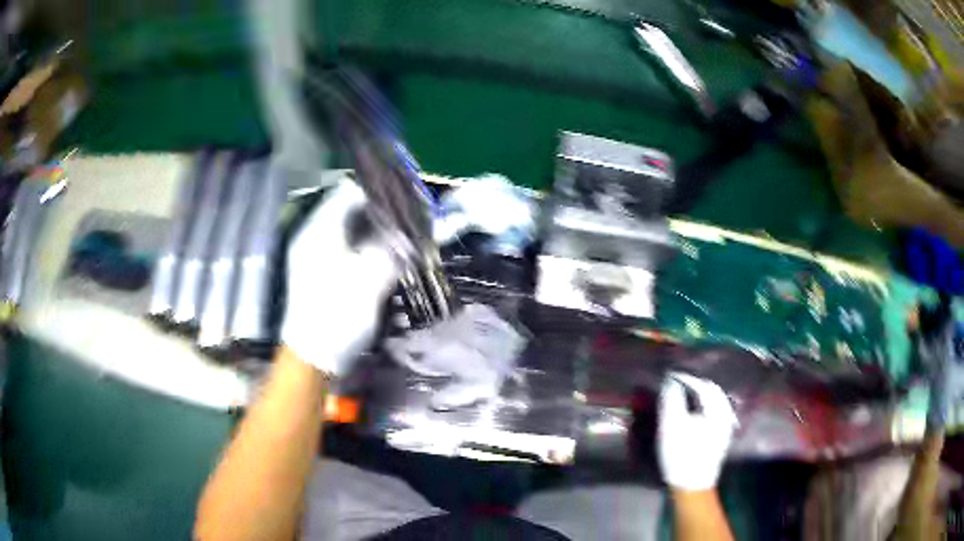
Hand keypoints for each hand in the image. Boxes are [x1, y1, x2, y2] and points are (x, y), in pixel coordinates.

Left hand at [280, 178, 397, 376]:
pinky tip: (384, 256)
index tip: (406, 201)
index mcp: (321, 229)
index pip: (351, 190)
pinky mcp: (320, 271)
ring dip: (375, 230)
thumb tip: (413, 230)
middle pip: (350, 208)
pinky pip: (346, 245)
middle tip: (409, 221)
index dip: (380, 192)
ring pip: (349, 228)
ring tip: (402, 237)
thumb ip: (393, 248)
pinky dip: (366, 246)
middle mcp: (315, 234)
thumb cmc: (337, 315)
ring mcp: (315, 253)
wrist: (312, 358)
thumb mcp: (371, 279)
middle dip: (381, 212)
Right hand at [657, 373, 736, 490]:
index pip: (702, 385)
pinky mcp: (722, 437)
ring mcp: (726, 426)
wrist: (693, 485)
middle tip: (677, 383)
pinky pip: (716, 412)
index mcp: (717, 409)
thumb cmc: (682, 454)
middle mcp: (726, 414)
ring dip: (700, 395)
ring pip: (715, 402)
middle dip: (695, 384)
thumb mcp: (672, 426)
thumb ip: (671, 400)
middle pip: (712, 391)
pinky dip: (704, 406)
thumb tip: (670, 381)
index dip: (685, 378)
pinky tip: (695, 412)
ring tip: (685, 395)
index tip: (670, 375)